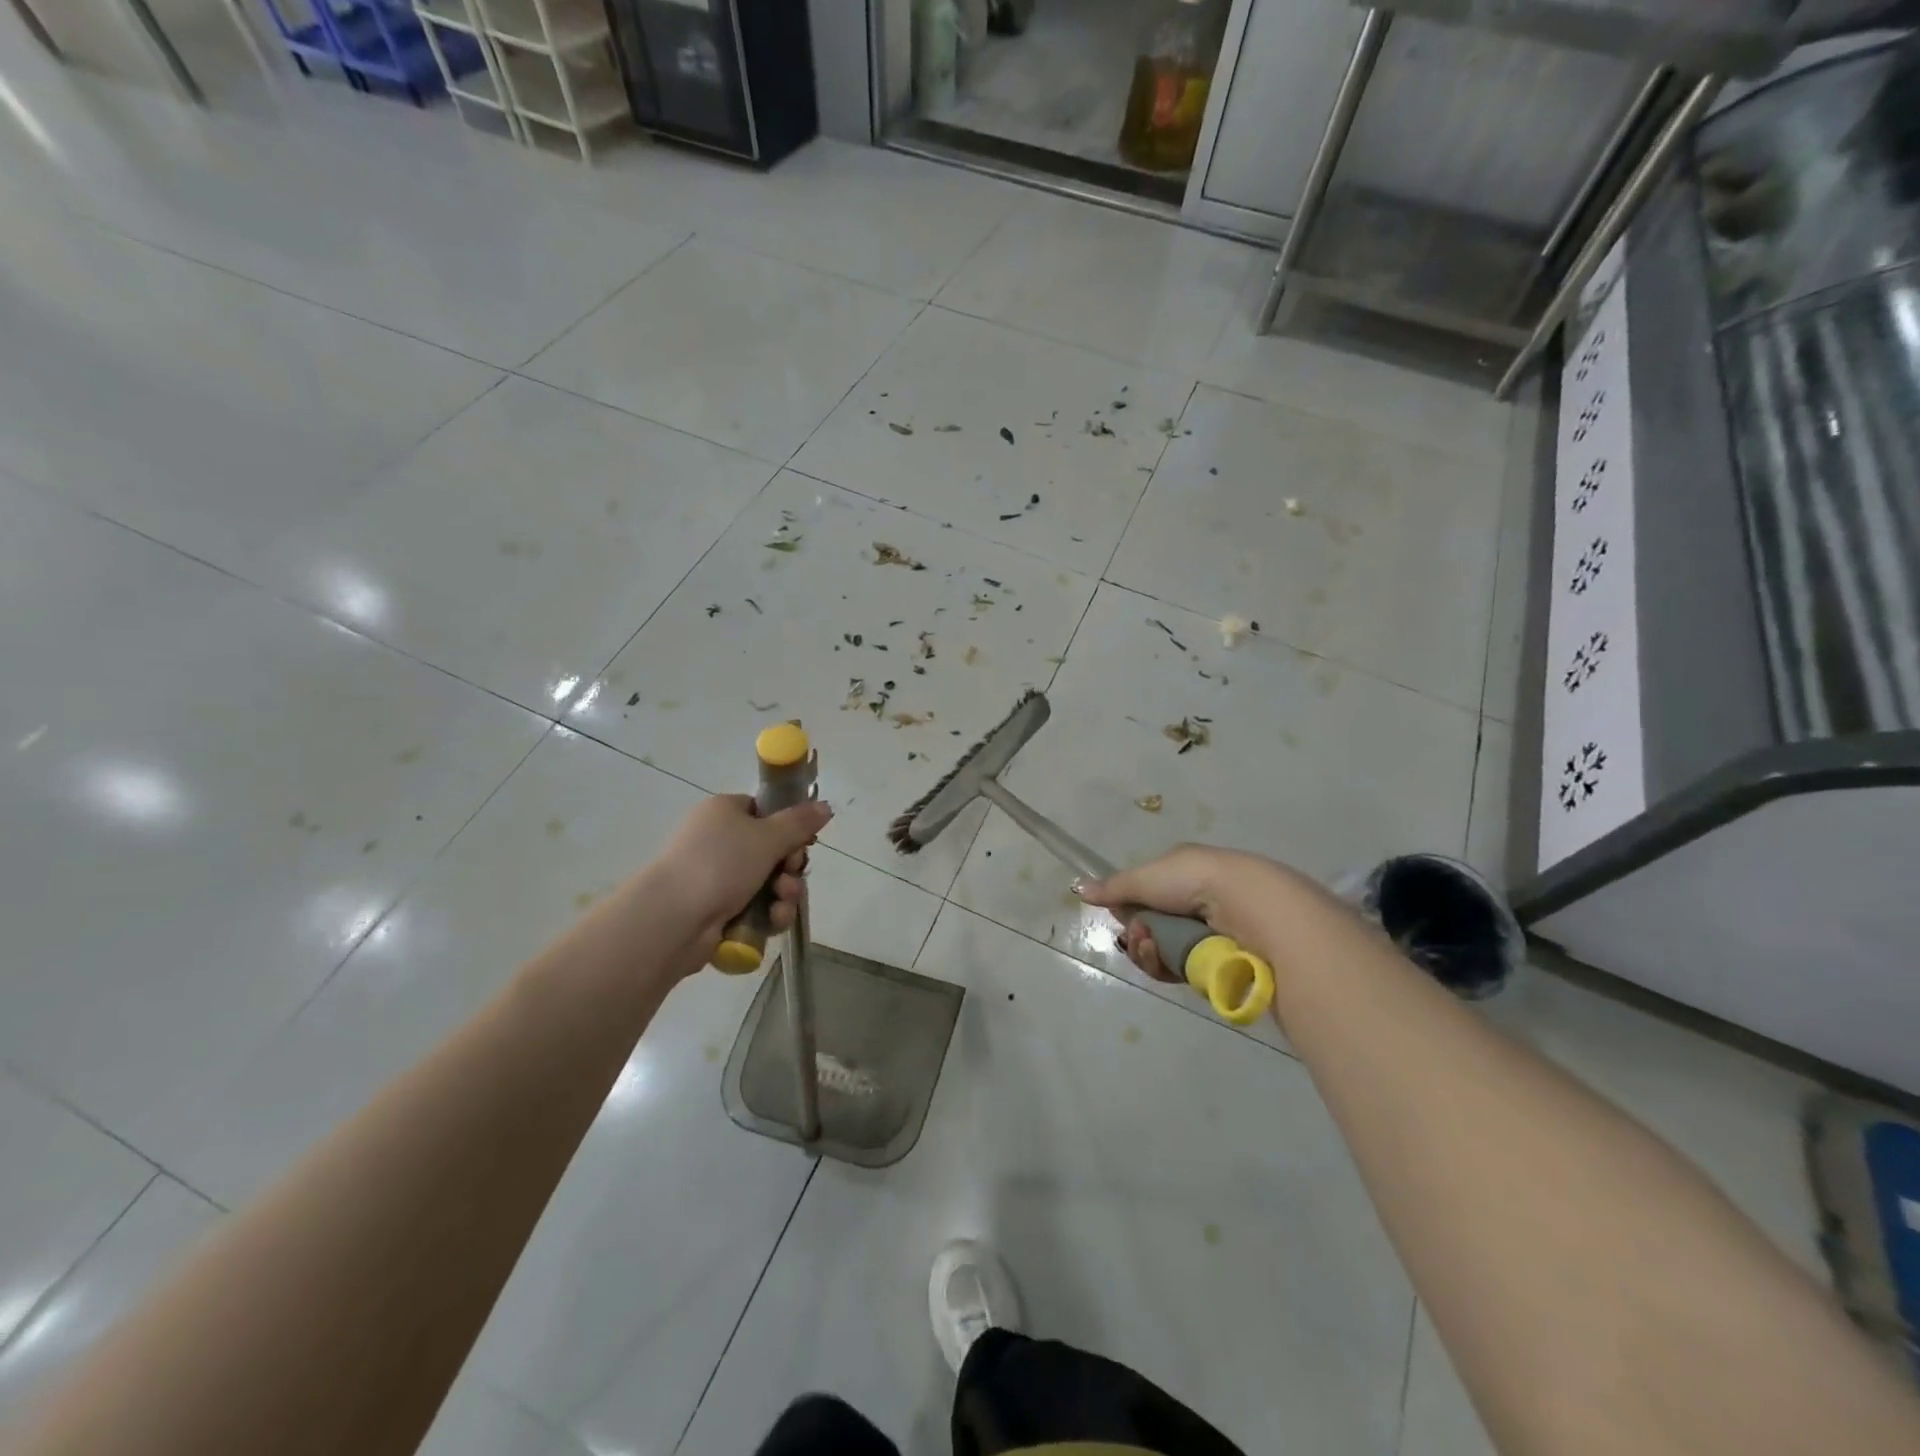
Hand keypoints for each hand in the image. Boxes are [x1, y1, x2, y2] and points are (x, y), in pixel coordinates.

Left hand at [651, 794, 832, 956]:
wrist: (674, 919)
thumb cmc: (720, 864)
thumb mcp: (768, 836)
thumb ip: (801, 823)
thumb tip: (826, 806)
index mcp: (724, 812)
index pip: (764, 812)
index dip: (788, 828)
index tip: (802, 842)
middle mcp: (718, 841)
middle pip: (771, 851)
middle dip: (790, 868)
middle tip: (791, 875)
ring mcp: (716, 877)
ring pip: (768, 883)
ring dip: (784, 894)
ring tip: (782, 903)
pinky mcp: (717, 910)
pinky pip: (755, 908)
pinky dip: (769, 914)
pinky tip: (773, 921)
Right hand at [1075, 844, 1282, 981]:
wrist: (1247, 907)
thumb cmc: (1194, 881)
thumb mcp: (1146, 877)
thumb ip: (1112, 887)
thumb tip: (1077, 888)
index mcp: (1181, 873)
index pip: (1144, 895)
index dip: (1128, 908)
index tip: (1120, 913)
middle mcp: (1193, 903)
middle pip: (1148, 927)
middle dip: (1135, 933)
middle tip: (1138, 933)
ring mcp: (1204, 935)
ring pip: (1158, 951)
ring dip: (1145, 949)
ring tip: (1150, 944)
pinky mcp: (1212, 964)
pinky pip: (1175, 970)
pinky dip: (1162, 965)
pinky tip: (1161, 957)